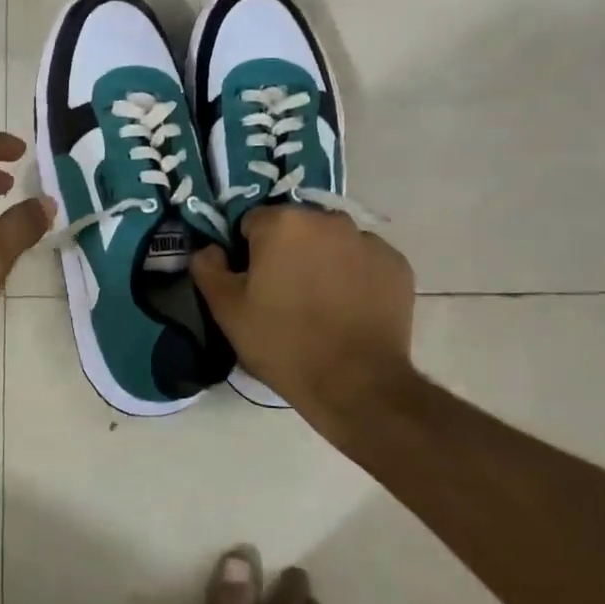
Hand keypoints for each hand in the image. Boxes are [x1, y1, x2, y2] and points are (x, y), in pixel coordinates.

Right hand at [190, 207, 415, 440]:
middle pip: (295, 228)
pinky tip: (349, 308)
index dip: (247, 252)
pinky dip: (355, 275)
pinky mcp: (396, 265)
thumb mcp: (227, 310)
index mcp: (283, 222)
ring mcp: (368, 240)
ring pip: (332, 242)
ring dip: (322, 260)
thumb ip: (208, 268)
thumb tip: (209, 249)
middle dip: (287, 251)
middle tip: (283, 294)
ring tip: (320, 303)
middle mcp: (328, 219)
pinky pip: (364, 260)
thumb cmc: (283, 343)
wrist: (355, 384)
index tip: (252, 283)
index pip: (252, 223)